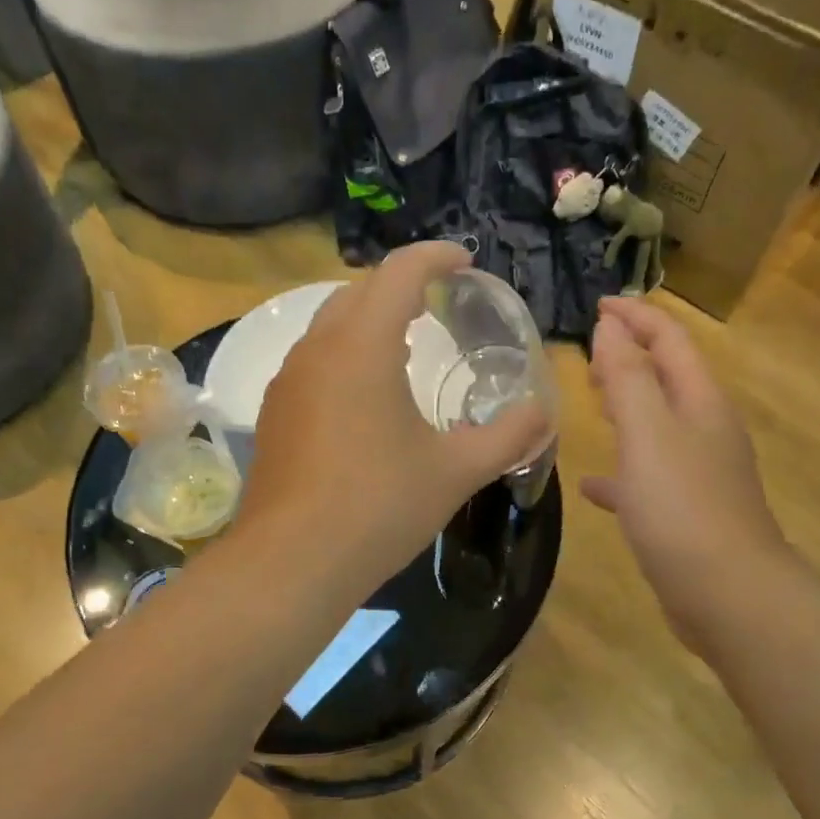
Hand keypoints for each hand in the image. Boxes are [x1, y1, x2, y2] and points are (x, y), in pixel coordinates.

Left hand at [239, 243, 551, 587]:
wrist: (292, 562)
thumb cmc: (380, 507)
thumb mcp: (457, 471)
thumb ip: (508, 435)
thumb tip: (544, 413)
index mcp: (362, 346)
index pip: (400, 272)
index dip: (436, 256)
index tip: (466, 260)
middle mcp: (318, 348)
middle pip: (360, 290)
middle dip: (402, 284)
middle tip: (440, 301)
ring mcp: (289, 380)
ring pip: (330, 324)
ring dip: (369, 318)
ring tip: (405, 342)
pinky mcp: (275, 412)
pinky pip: (314, 359)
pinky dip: (346, 352)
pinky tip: (366, 394)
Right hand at [582, 297, 785, 643]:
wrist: (728, 596)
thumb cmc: (683, 507)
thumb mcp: (648, 433)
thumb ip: (627, 377)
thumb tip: (610, 328)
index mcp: (701, 403)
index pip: (670, 340)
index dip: (636, 317)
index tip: (597, 305)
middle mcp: (705, 431)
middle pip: (668, 377)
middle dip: (632, 356)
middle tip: (590, 349)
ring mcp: (699, 474)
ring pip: (657, 425)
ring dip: (627, 406)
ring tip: (591, 398)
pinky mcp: (687, 512)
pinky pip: (648, 476)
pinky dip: (622, 470)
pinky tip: (594, 485)